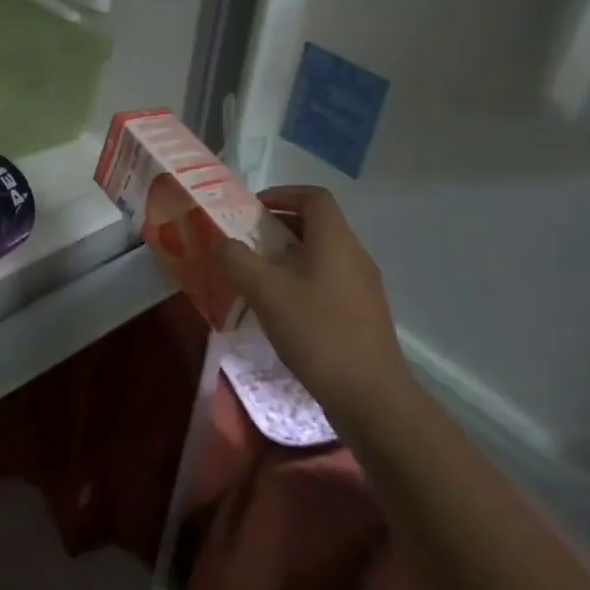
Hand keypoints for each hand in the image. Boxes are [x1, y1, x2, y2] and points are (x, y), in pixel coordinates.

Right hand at [217, 186, 411, 413]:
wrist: (370, 395)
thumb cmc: (317, 332)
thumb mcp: (266, 292)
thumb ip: (237, 260)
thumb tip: (220, 241)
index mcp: (336, 241)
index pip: (314, 197)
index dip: (282, 194)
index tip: (251, 209)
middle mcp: (354, 256)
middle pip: (317, 225)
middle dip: (278, 227)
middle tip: (244, 242)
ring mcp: (362, 286)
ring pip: (321, 255)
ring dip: (287, 256)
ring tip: (256, 276)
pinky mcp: (361, 313)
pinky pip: (327, 280)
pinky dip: (300, 280)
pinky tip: (280, 308)